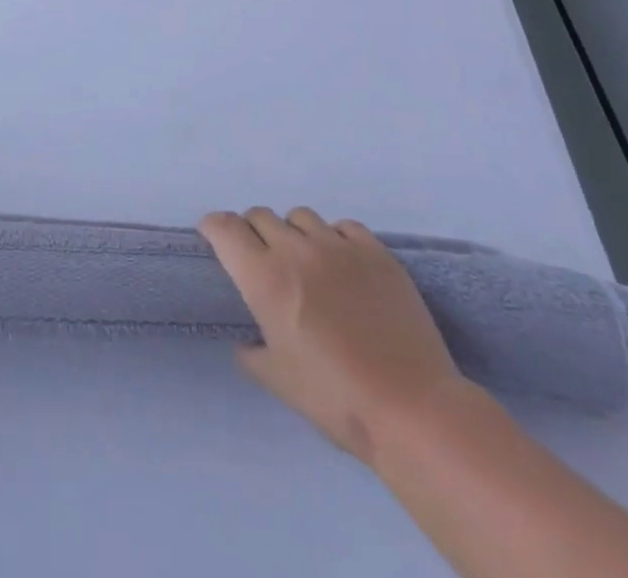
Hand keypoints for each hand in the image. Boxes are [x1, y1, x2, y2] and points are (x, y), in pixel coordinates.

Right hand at [199, 205, 467, 464]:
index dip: (214, 229)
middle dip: (253, 233)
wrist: (413, 410)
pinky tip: (344, 265)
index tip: (215, 242)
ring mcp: (338, 247)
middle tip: (265, 262)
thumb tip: (246, 342)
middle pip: (259, 216)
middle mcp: (295, 250)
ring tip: (308, 263)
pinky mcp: (376, 253)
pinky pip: (344, 226)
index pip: (224, 226)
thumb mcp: (279, 381)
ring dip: (294, 233)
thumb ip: (252, 353)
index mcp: (263, 277)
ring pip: (300, 216)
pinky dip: (335, 238)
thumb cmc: (337, 399)